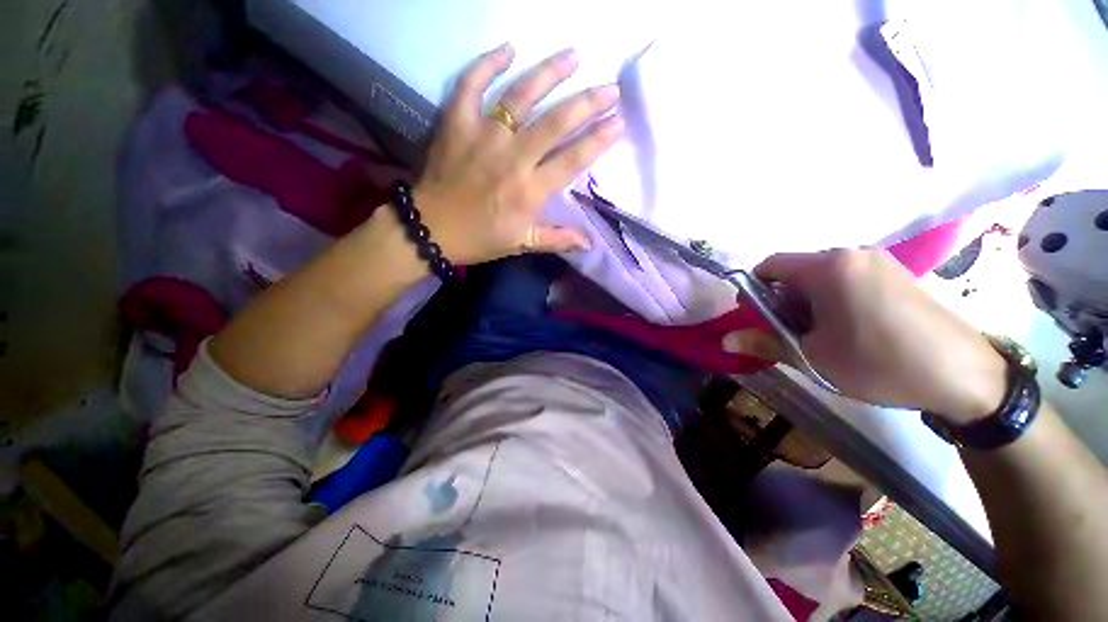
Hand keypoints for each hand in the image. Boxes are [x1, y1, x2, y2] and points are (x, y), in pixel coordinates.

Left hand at [415, 44, 623, 264]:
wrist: (430, 230)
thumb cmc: (480, 239)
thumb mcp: (521, 244)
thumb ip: (557, 240)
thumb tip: (589, 243)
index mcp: (529, 191)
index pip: (572, 160)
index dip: (598, 140)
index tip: (619, 122)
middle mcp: (512, 158)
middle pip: (556, 123)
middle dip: (588, 103)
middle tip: (610, 88)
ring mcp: (483, 136)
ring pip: (521, 96)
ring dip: (550, 73)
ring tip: (573, 55)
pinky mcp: (457, 123)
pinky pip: (471, 85)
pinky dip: (487, 64)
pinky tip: (508, 48)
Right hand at [753, 249, 1007, 422]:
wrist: (965, 376)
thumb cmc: (880, 363)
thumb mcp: (813, 357)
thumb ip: (764, 343)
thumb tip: (725, 341)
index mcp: (828, 267)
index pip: (770, 266)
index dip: (754, 291)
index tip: (758, 318)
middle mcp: (851, 253)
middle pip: (795, 271)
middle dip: (782, 300)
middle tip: (792, 333)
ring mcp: (878, 261)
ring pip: (820, 276)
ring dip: (807, 302)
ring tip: (822, 335)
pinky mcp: (896, 272)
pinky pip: (846, 279)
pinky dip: (833, 299)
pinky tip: (849, 329)